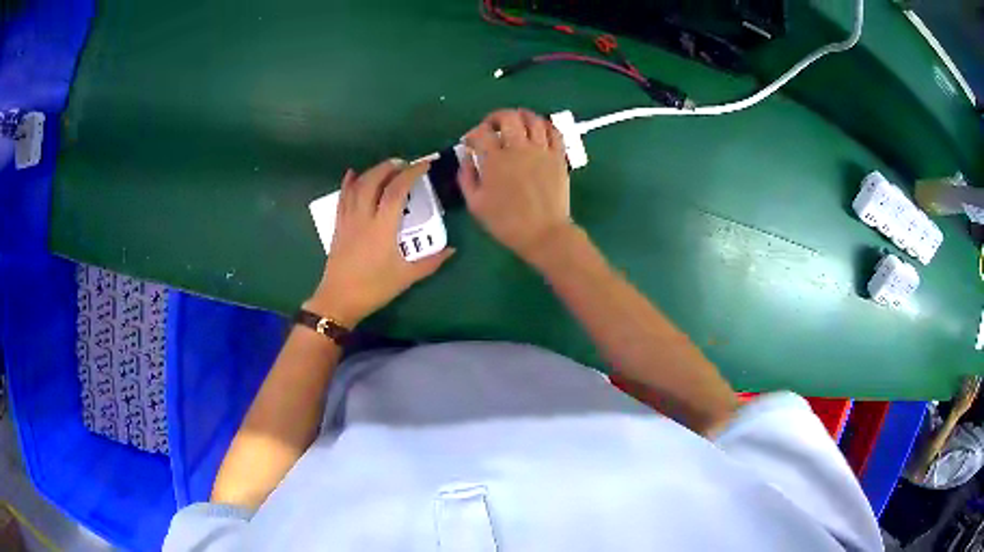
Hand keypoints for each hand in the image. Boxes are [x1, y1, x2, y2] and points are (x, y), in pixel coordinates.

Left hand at [306, 160, 454, 325]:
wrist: (339, 300)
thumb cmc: (374, 288)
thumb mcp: (406, 277)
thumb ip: (430, 262)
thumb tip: (451, 250)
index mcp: (382, 226)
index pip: (397, 190)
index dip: (411, 173)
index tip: (424, 165)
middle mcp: (363, 216)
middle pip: (374, 180)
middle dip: (390, 167)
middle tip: (404, 164)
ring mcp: (348, 219)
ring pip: (357, 185)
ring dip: (372, 171)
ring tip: (386, 168)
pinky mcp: (338, 225)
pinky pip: (342, 198)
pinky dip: (348, 183)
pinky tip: (352, 174)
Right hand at [459, 109, 573, 260]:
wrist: (544, 234)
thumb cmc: (507, 223)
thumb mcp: (476, 205)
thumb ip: (467, 178)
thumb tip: (466, 159)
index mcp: (495, 161)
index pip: (481, 133)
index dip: (472, 133)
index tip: (470, 142)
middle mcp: (519, 149)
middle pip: (508, 117)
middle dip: (495, 117)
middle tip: (492, 126)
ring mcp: (541, 151)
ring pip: (533, 120)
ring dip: (521, 116)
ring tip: (516, 123)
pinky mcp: (558, 157)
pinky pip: (554, 132)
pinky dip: (545, 126)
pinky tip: (538, 131)